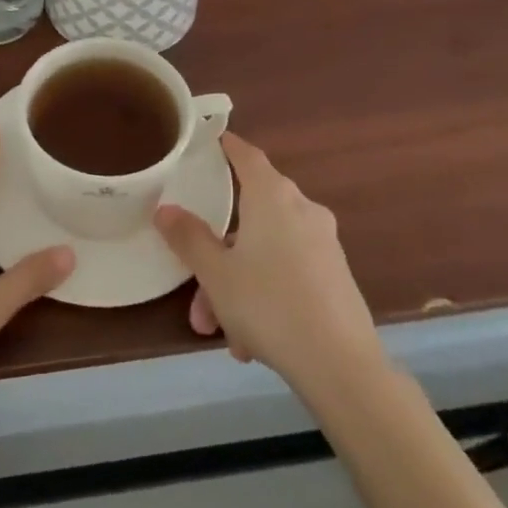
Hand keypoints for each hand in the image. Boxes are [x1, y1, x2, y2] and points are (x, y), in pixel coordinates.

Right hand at [155, 132, 382, 396]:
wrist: (342, 366)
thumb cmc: (269, 304)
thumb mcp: (216, 273)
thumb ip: (188, 238)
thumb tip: (165, 209)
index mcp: (272, 197)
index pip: (246, 155)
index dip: (226, 145)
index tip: (209, 141)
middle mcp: (302, 210)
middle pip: (251, 214)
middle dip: (219, 251)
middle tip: (196, 285)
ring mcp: (324, 243)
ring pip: (267, 251)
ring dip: (238, 283)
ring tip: (221, 329)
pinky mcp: (336, 276)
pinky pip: (288, 273)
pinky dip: (265, 295)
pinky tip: (251, 341)